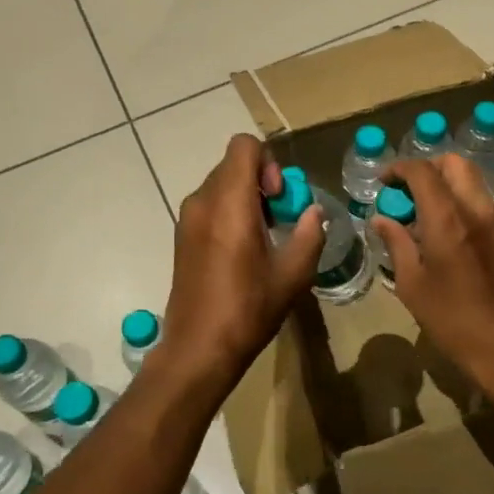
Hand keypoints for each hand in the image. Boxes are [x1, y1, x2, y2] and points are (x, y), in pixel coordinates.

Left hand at [159, 134, 323, 388]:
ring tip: (263, 236)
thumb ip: (309, 234)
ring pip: (220, 184)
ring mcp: (187, 219)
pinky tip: (242, 250)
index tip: (278, 198)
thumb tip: (313, 212)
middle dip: (260, 180)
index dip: (268, 161)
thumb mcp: (293, 274)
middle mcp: (202, 202)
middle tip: (278, 218)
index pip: (244, 146)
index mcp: (229, 204)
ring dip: (245, 197)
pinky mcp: (181, 236)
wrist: (198, 348)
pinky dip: (229, 212)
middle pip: (233, 164)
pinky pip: (208, 205)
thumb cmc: (248, 309)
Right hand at [371, 154, 493, 392]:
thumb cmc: (452, 320)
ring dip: (449, 183)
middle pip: (455, 164)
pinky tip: (456, 230)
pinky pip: (488, 203)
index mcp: (447, 219)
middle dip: (428, 167)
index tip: (384, 182)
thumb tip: (381, 220)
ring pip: (474, 181)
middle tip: (408, 189)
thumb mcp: (412, 285)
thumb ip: (397, 244)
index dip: (399, 168)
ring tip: (429, 210)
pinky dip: (467, 202)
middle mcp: (477, 209)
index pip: (422, 171)